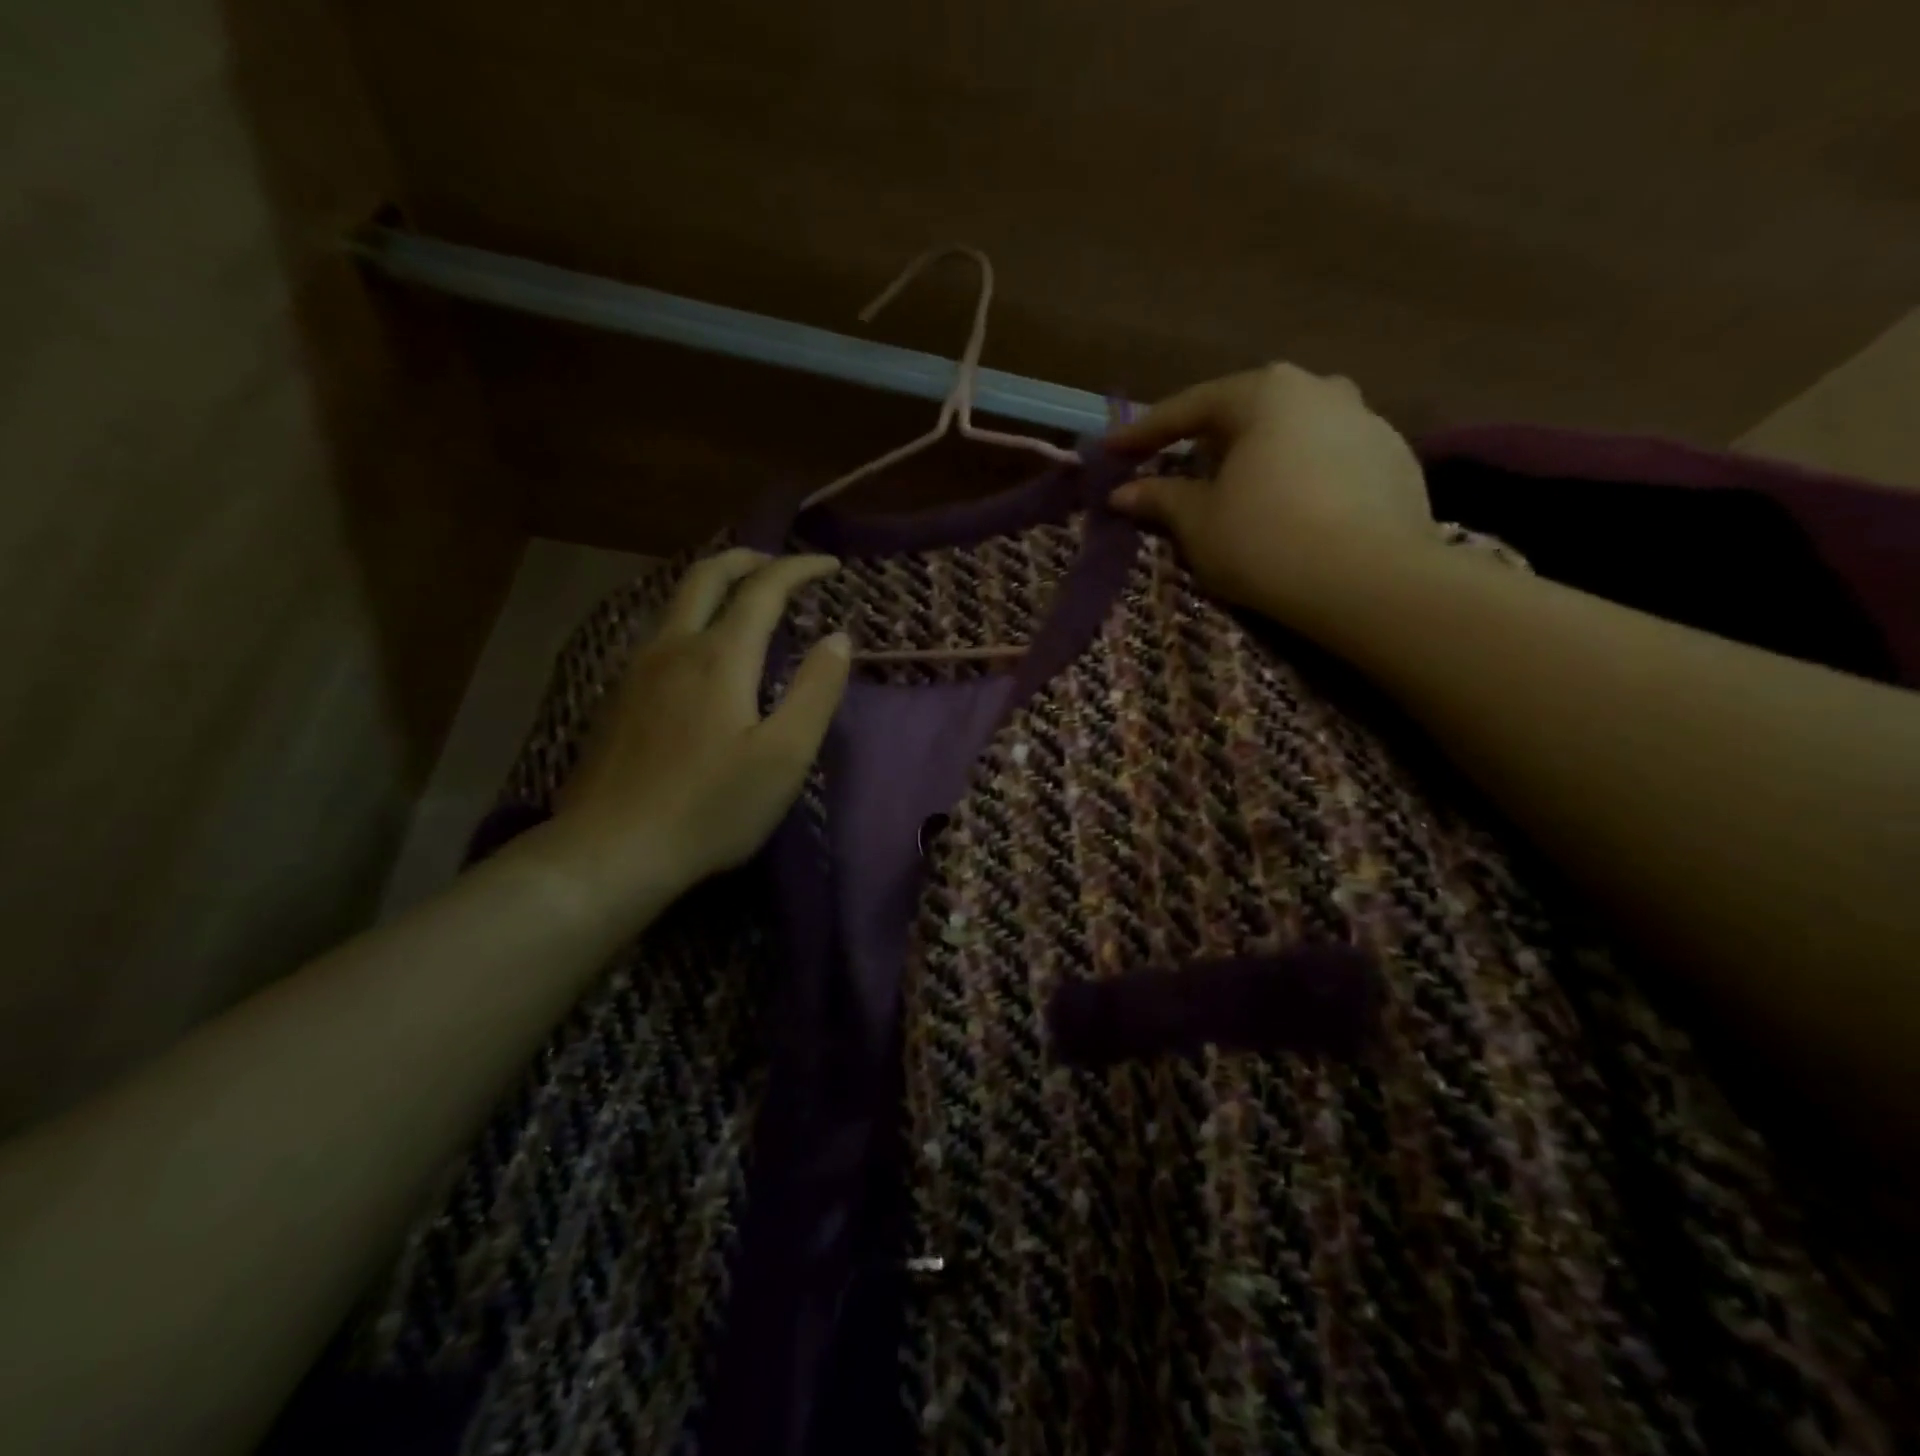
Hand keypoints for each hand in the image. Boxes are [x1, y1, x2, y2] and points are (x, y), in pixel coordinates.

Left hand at [538, 550, 848, 914]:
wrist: (613, 851)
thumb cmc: (712, 807)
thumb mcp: (785, 755)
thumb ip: (816, 691)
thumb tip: (838, 639)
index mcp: (720, 655)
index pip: (763, 588)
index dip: (798, 568)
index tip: (829, 565)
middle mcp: (674, 647)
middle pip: (706, 576)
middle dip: (747, 559)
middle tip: (778, 563)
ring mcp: (637, 671)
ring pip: (675, 602)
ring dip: (714, 584)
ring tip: (743, 598)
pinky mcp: (618, 698)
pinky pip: (660, 634)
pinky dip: (692, 617)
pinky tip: (700, 651)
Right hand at [1107, 364, 1434, 619]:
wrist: (1371, 582)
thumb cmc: (1266, 542)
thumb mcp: (1199, 523)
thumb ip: (1160, 498)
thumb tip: (1123, 492)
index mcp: (1265, 393)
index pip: (1190, 408)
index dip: (1145, 433)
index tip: (1113, 451)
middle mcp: (1320, 389)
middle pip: (1247, 413)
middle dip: (1207, 441)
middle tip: (1177, 468)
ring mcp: (1368, 421)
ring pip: (1293, 434)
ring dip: (1258, 458)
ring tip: (1238, 492)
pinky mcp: (1396, 460)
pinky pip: (1328, 460)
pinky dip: (1299, 477)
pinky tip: (1291, 511)